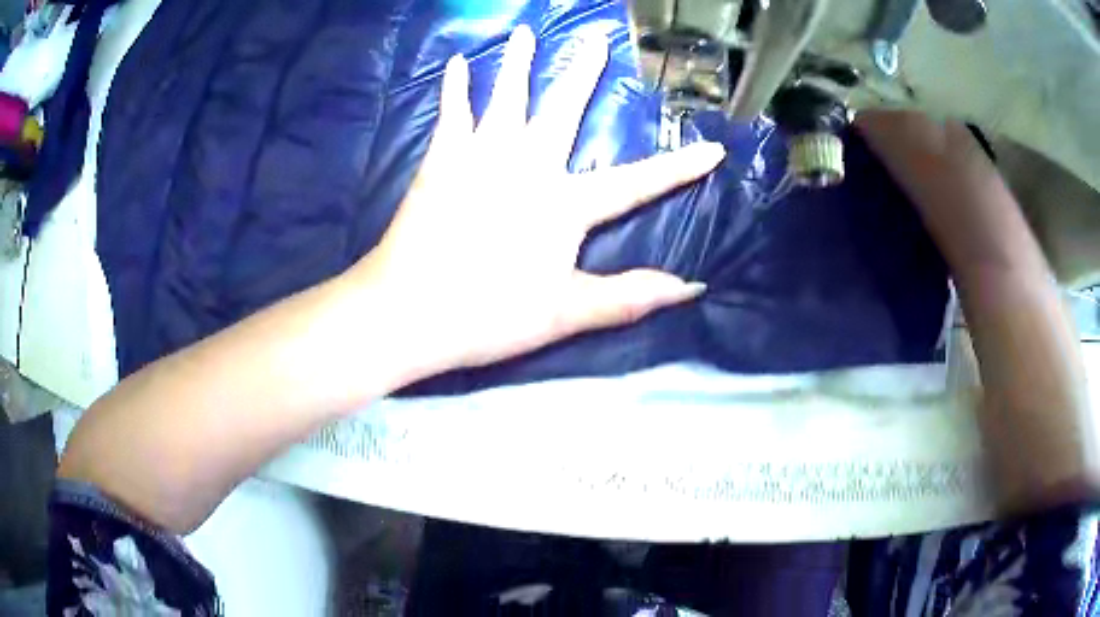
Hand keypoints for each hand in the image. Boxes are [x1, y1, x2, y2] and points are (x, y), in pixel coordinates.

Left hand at [352, 26, 724, 376]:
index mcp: (563, 204)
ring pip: (505, 96)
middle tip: (597, 38)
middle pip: (564, 109)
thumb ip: (630, 296)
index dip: (679, 167)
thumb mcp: (567, 313)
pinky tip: (455, 62)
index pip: (637, 182)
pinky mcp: (441, 159)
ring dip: (518, 61)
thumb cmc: (488, 315)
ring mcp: (480, 155)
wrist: (407, 311)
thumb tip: (692, 287)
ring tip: (525, 31)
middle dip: (584, 72)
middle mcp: (527, 165)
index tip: (713, 147)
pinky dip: (454, 86)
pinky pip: (451, 112)